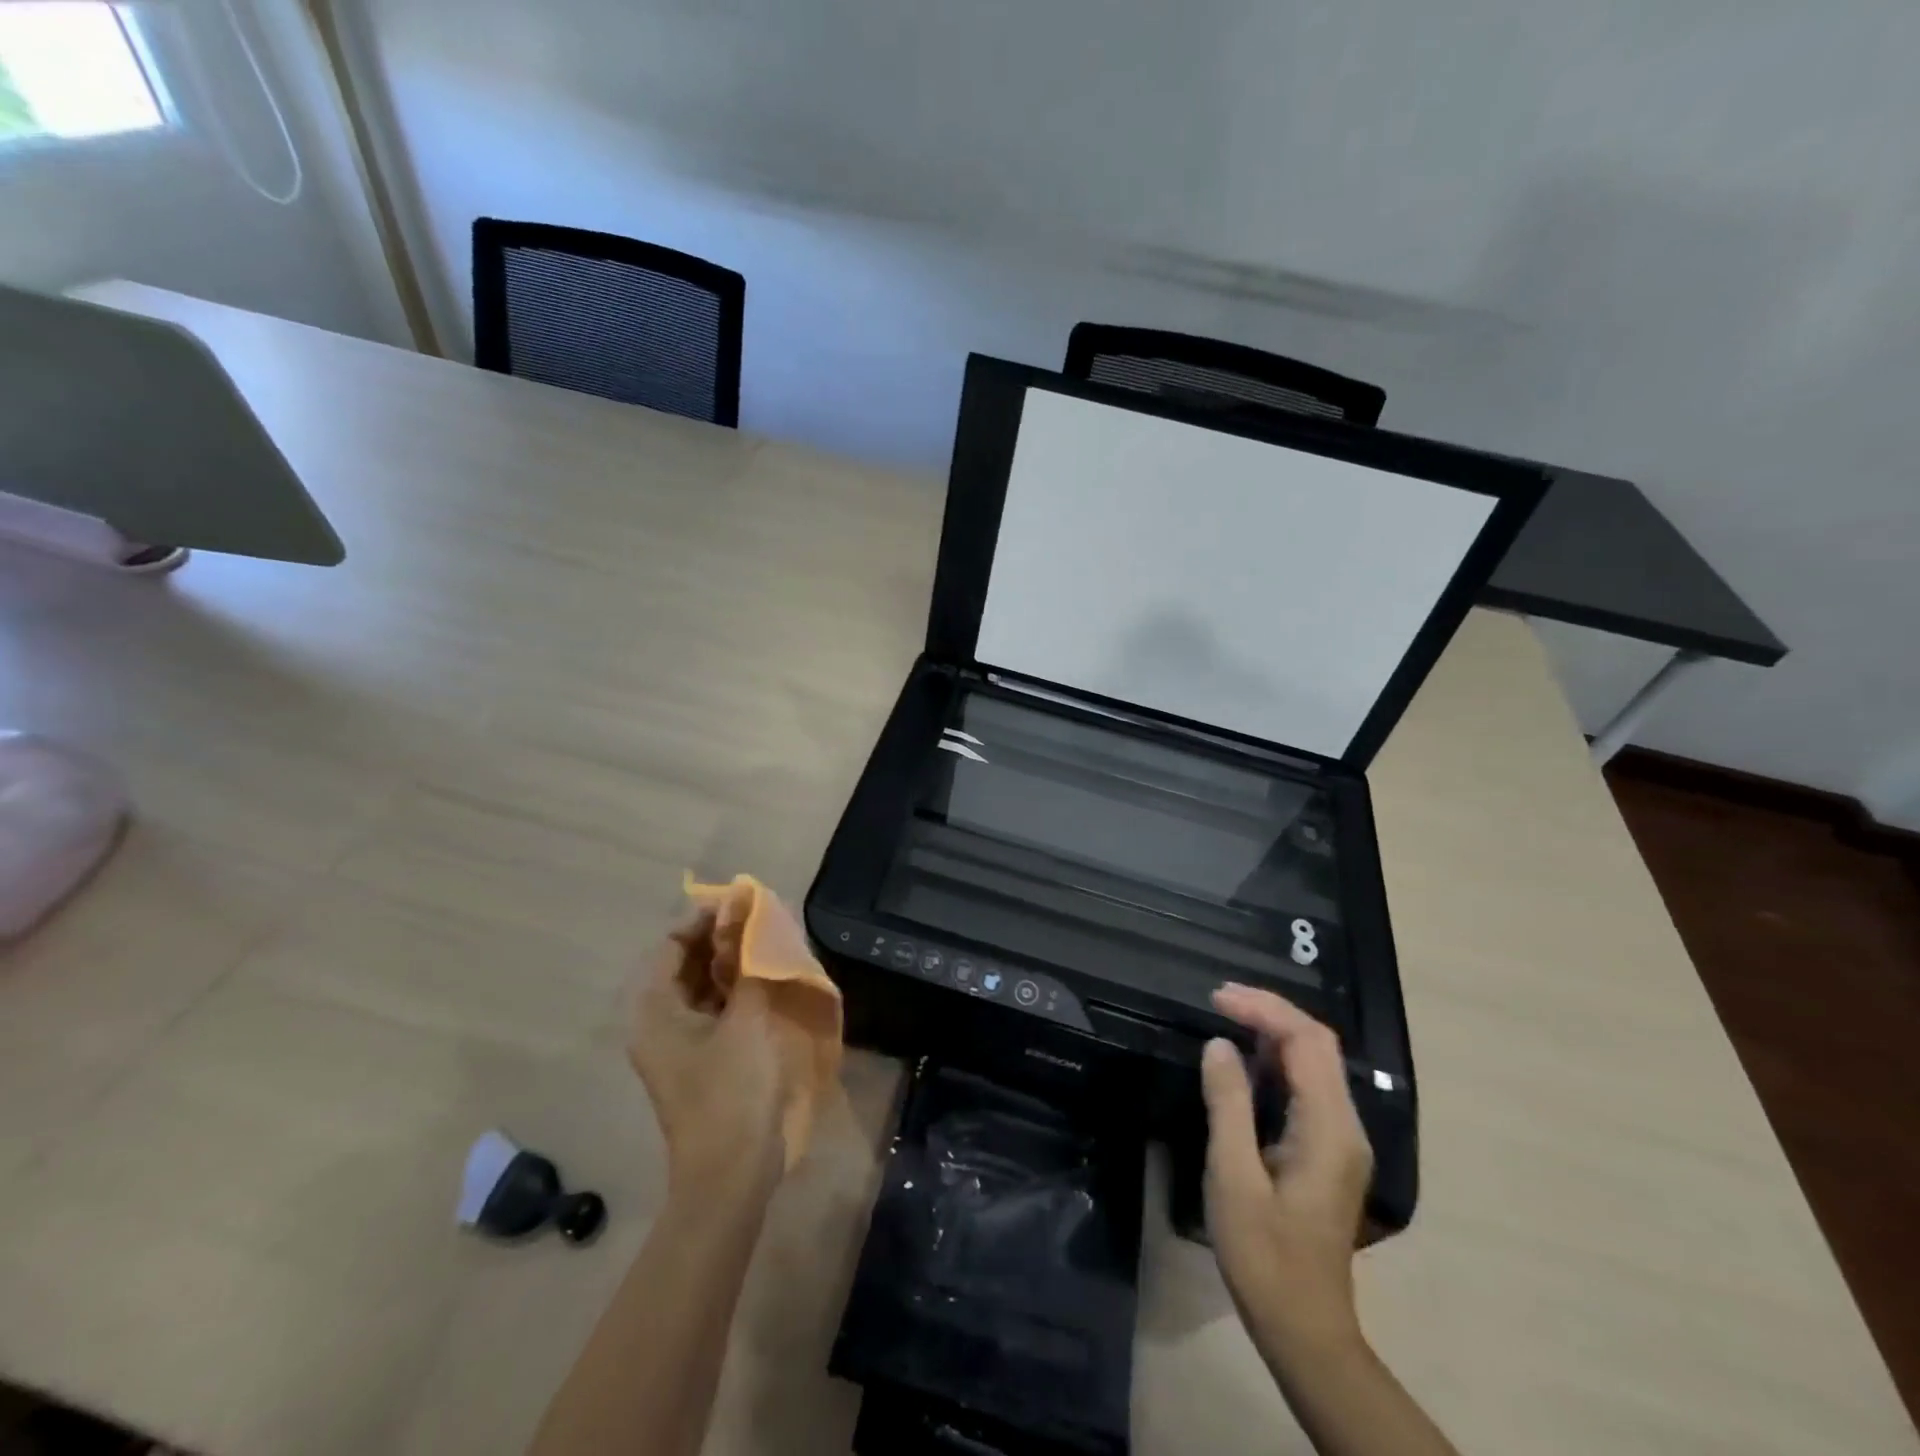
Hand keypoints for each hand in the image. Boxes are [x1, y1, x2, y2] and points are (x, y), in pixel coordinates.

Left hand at [628, 909, 787, 1205]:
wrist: (732, 1173)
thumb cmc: (732, 1091)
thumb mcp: (746, 1020)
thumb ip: (749, 964)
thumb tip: (751, 916)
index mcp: (654, 1011)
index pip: (671, 945)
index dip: (704, 919)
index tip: (743, 903)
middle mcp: (659, 1022)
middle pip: (685, 964)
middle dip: (721, 939)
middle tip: (762, 921)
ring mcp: (680, 1043)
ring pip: (703, 986)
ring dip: (733, 963)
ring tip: (769, 943)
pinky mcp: (703, 1059)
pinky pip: (715, 1009)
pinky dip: (737, 989)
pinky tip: (767, 978)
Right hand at [1201, 983, 1372, 1363]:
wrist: (1305, 1327)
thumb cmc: (1264, 1256)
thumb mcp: (1233, 1177)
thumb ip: (1228, 1105)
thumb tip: (1219, 1044)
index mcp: (1328, 1129)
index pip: (1308, 1042)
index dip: (1265, 1010)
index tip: (1217, 998)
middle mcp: (1345, 1125)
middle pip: (1318, 1044)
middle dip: (1270, 1012)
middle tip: (1218, 999)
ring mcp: (1341, 1139)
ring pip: (1315, 1062)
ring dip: (1274, 1032)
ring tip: (1227, 1016)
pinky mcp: (1329, 1150)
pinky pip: (1308, 1085)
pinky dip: (1277, 1059)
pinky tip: (1245, 1060)